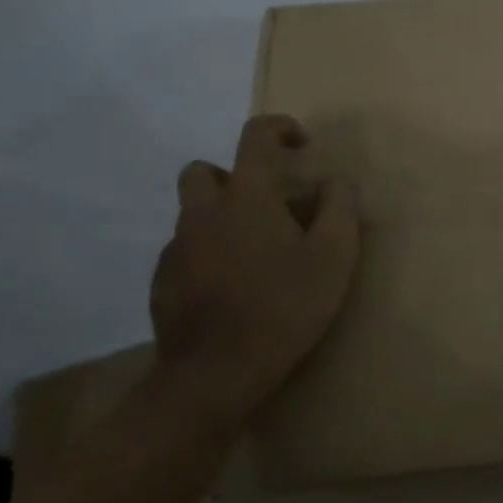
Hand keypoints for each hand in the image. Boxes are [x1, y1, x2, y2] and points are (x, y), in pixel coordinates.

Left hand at [150, 114, 360, 415]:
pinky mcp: (162, 282)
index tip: (301, 144)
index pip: (255, 136)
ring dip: (221, 217)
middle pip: (206, 170)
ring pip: (194, 213)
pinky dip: (208, 254)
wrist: (215, 374)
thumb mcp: (334, 256)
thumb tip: (337, 180)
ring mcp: (176, 247)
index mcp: (246, 196)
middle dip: (235, 176)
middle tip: (267, 206)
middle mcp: (203, 211)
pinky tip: (232, 287)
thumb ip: (340, 207)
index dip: (279, 128)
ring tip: (254, 253)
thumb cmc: (284, 307)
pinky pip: (185, 250)